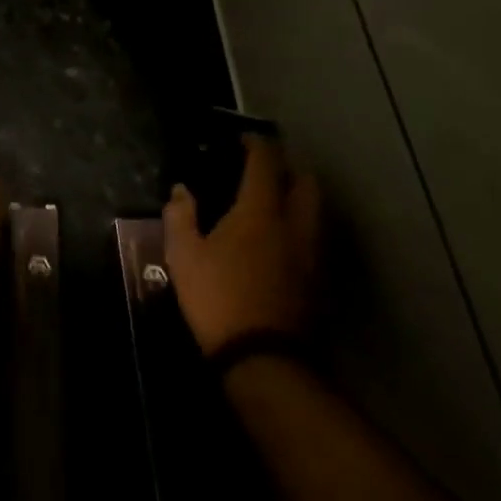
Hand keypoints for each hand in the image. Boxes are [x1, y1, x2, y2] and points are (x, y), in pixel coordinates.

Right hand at [163, 135, 320, 355]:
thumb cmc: (219, 298)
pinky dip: (301, 228)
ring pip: (315, 211)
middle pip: (305, 181)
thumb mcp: (184, 255)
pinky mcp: (320, 281)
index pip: (266, 161)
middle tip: (263, 170)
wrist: (264, 361)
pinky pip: (314, 238)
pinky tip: (280, 241)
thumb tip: (181, 190)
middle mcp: (294, 224)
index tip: (242, 138)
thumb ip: (180, 215)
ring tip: (272, 203)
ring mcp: (312, 254)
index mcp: (260, 211)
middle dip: (287, 168)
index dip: (256, 143)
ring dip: (298, 198)